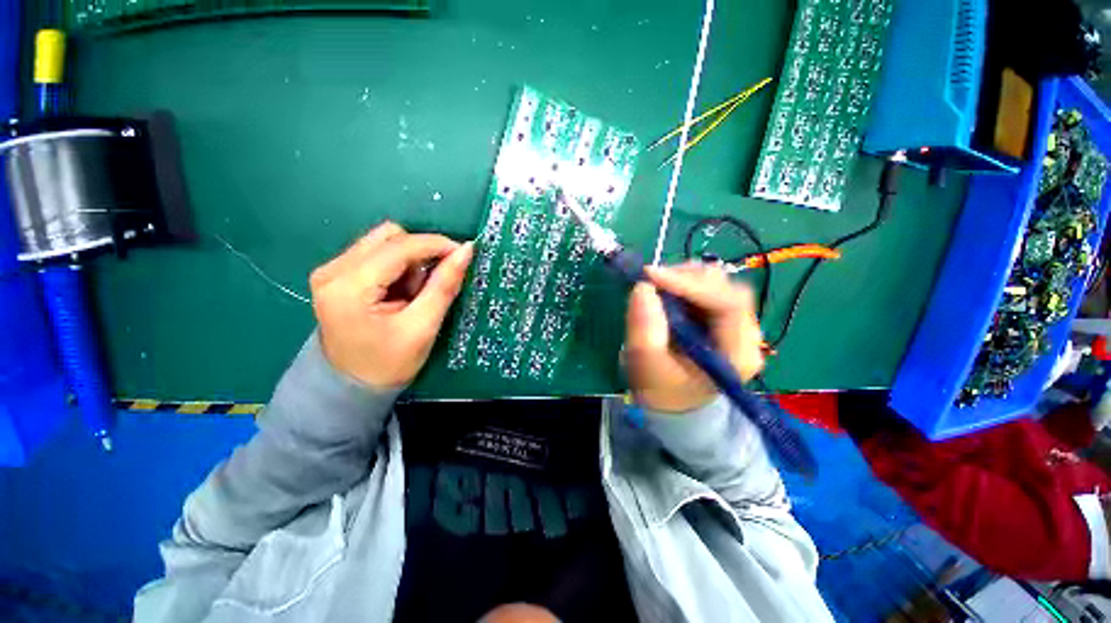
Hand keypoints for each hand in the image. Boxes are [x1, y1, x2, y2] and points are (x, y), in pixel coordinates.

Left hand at [309, 221, 473, 389]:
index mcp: (349, 286)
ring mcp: (331, 271)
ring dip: (409, 261)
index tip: (464, 253)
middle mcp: (333, 270)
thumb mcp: (422, 326)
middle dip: (420, 254)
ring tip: (414, 293)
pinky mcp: (337, 275)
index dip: (436, 245)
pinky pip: (376, 254)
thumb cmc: (389, 363)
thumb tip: (466, 250)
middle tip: (433, 283)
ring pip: (383, 242)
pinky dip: (398, 267)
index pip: (399, 246)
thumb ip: (444, 285)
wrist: (351, 387)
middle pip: (388, 237)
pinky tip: (401, 291)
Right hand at [625, 262, 763, 412]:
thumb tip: (643, 287)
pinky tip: (665, 293)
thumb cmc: (662, 391)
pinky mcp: (720, 319)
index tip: (652, 276)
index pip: (728, 303)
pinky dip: (683, 285)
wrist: (673, 405)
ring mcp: (735, 325)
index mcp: (738, 354)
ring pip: (717, 284)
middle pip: (726, 288)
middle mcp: (746, 335)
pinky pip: (705, 290)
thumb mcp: (647, 365)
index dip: (690, 284)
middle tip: (653, 280)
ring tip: (657, 287)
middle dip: (687, 278)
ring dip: (684, 279)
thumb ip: (644, 328)